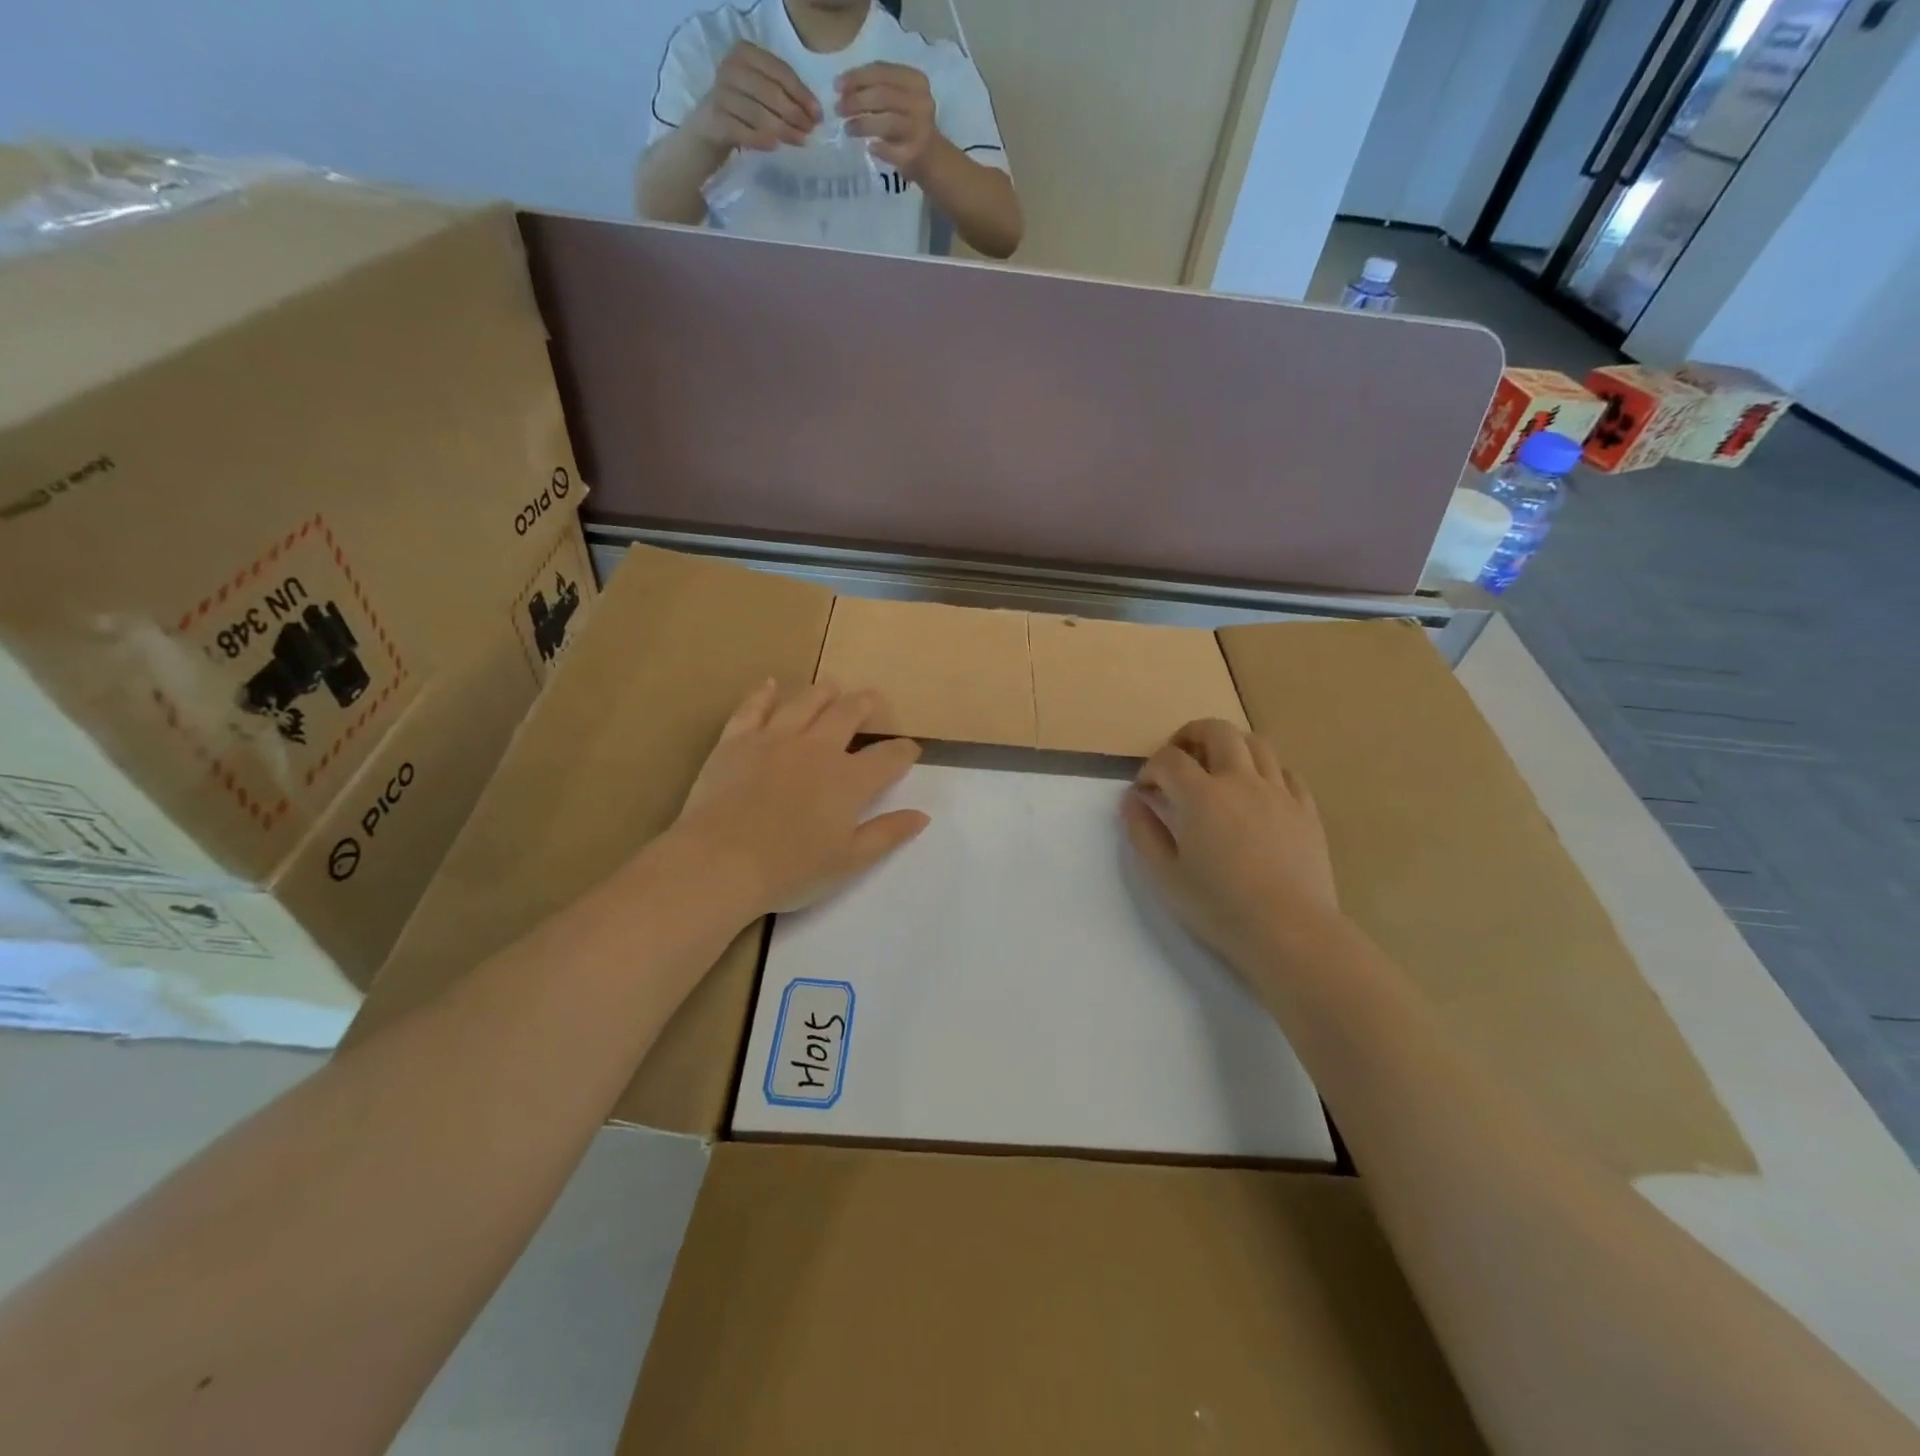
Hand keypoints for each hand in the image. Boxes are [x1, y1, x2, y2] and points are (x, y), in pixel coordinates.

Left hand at [670, 680, 928, 918]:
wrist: (719, 863)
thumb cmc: (789, 870)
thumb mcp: (848, 861)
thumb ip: (887, 834)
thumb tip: (922, 815)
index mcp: (849, 781)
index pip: (888, 757)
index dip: (904, 751)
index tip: (910, 749)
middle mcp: (817, 749)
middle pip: (847, 715)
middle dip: (865, 705)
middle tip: (870, 700)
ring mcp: (774, 739)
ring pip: (804, 702)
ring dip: (822, 692)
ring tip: (832, 687)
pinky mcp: (736, 740)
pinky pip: (753, 708)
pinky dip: (763, 694)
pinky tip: (770, 686)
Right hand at [691, 41, 821, 152]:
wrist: (709, 129)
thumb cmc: (742, 110)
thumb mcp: (762, 94)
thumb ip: (784, 95)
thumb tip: (814, 113)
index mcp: (745, 53)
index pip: (780, 71)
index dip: (802, 94)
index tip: (818, 116)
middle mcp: (731, 67)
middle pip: (771, 92)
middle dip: (794, 114)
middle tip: (809, 131)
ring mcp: (721, 93)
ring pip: (759, 113)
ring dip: (783, 130)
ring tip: (800, 141)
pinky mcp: (716, 119)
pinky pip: (744, 131)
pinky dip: (761, 140)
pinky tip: (775, 147)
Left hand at [835, 62, 937, 171]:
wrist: (931, 156)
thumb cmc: (909, 122)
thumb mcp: (899, 95)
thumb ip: (878, 87)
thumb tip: (844, 87)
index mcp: (916, 80)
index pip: (882, 72)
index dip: (857, 77)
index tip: (837, 86)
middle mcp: (920, 102)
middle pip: (882, 96)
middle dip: (856, 101)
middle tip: (839, 109)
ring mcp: (918, 129)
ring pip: (885, 122)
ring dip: (862, 125)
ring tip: (848, 128)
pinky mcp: (914, 154)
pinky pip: (890, 150)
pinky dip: (877, 148)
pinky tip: (869, 147)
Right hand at [1122, 720, 1339, 971]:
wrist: (1289, 930)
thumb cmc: (1218, 906)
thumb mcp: (1165, 875)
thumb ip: (1142, 831)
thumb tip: (1132, 800)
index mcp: (1201, 795)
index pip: (1169, 759)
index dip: (1150, 768)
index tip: (1145, 791)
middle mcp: (1240, 781)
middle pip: (1217, 731)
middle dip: (1191, 736)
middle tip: (1180, 758)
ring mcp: (1278, 792)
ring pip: (1256, 743)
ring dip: (1231, 746)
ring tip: (1219, 768)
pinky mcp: (1305, 809)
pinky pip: (1286, 772)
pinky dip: (1265, 771)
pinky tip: (1257, 792)